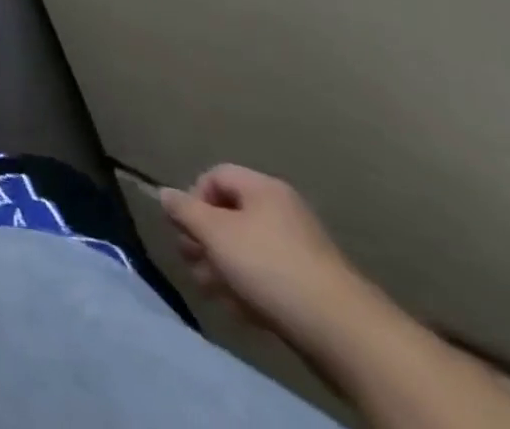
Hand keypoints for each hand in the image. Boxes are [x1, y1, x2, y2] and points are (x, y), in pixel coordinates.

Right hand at [160, 165, 371, 349]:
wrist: (345, 333)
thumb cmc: (271, 267)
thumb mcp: (216, 233)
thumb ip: (185, 211)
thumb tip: (164, 194)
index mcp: (263, 188)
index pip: (215, 176)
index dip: (194, 197)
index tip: (186, 227)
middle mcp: (282, 212)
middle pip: (229, 215)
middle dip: (204, 238)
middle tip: (190, 260)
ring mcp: (299, 252)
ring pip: (246, 250)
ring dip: (221, 266)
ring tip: (209, 289)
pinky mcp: (310, 288)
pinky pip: (267, 277)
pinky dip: (246, 287)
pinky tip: (237, 309)